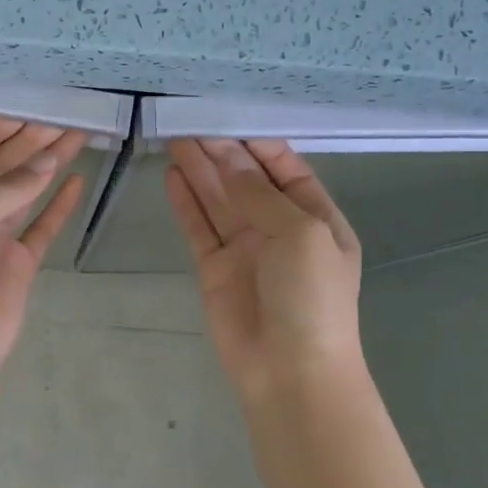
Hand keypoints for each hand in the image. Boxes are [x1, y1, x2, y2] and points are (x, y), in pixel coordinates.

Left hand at [0, 118, 88, 378]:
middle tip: (62, 120)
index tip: (26, 111)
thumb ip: (10, 186)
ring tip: (77, 138)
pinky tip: (76, 182)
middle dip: (28, 143)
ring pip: (22, 193)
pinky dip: (57, 205)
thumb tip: (48, 161)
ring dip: (46, 166)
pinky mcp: (15, 264)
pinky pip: (39, 226)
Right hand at [165, 138, 363, 397]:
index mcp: (314, 215)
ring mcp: (245, 248)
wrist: (290, 372)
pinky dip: (186, 202)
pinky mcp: (214, 268)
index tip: (225, 115)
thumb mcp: (300, 234)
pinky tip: (172, 175)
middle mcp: (279, 227)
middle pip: (245, 179)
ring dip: (198, 169)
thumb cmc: (311, 298)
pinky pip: (198, 226)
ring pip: (217, 199)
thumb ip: (259, 193)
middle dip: (220, 150)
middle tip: (187, 119)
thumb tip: (226, 157)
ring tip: (173, 137)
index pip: (284, 167)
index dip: (255, 141)